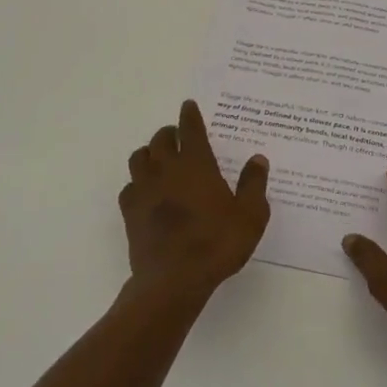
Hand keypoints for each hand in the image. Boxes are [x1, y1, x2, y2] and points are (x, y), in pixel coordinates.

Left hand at [120, 100, 270, 299]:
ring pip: (139, 158)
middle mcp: (166, 170)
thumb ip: (254, 184)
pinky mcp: (129, 211)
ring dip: (149, 153)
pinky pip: (129, 186)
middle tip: (179, 137)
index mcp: (196, 165)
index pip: (190, 129)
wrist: (173, 280)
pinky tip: (146, 192)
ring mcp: (144, 190)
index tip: (189, 106)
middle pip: (161, 139)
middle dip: (170, 133)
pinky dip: (137, 183)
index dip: (190, 116)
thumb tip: (257, 159)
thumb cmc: (216, 244)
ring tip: (159, 159)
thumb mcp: (250, 216)